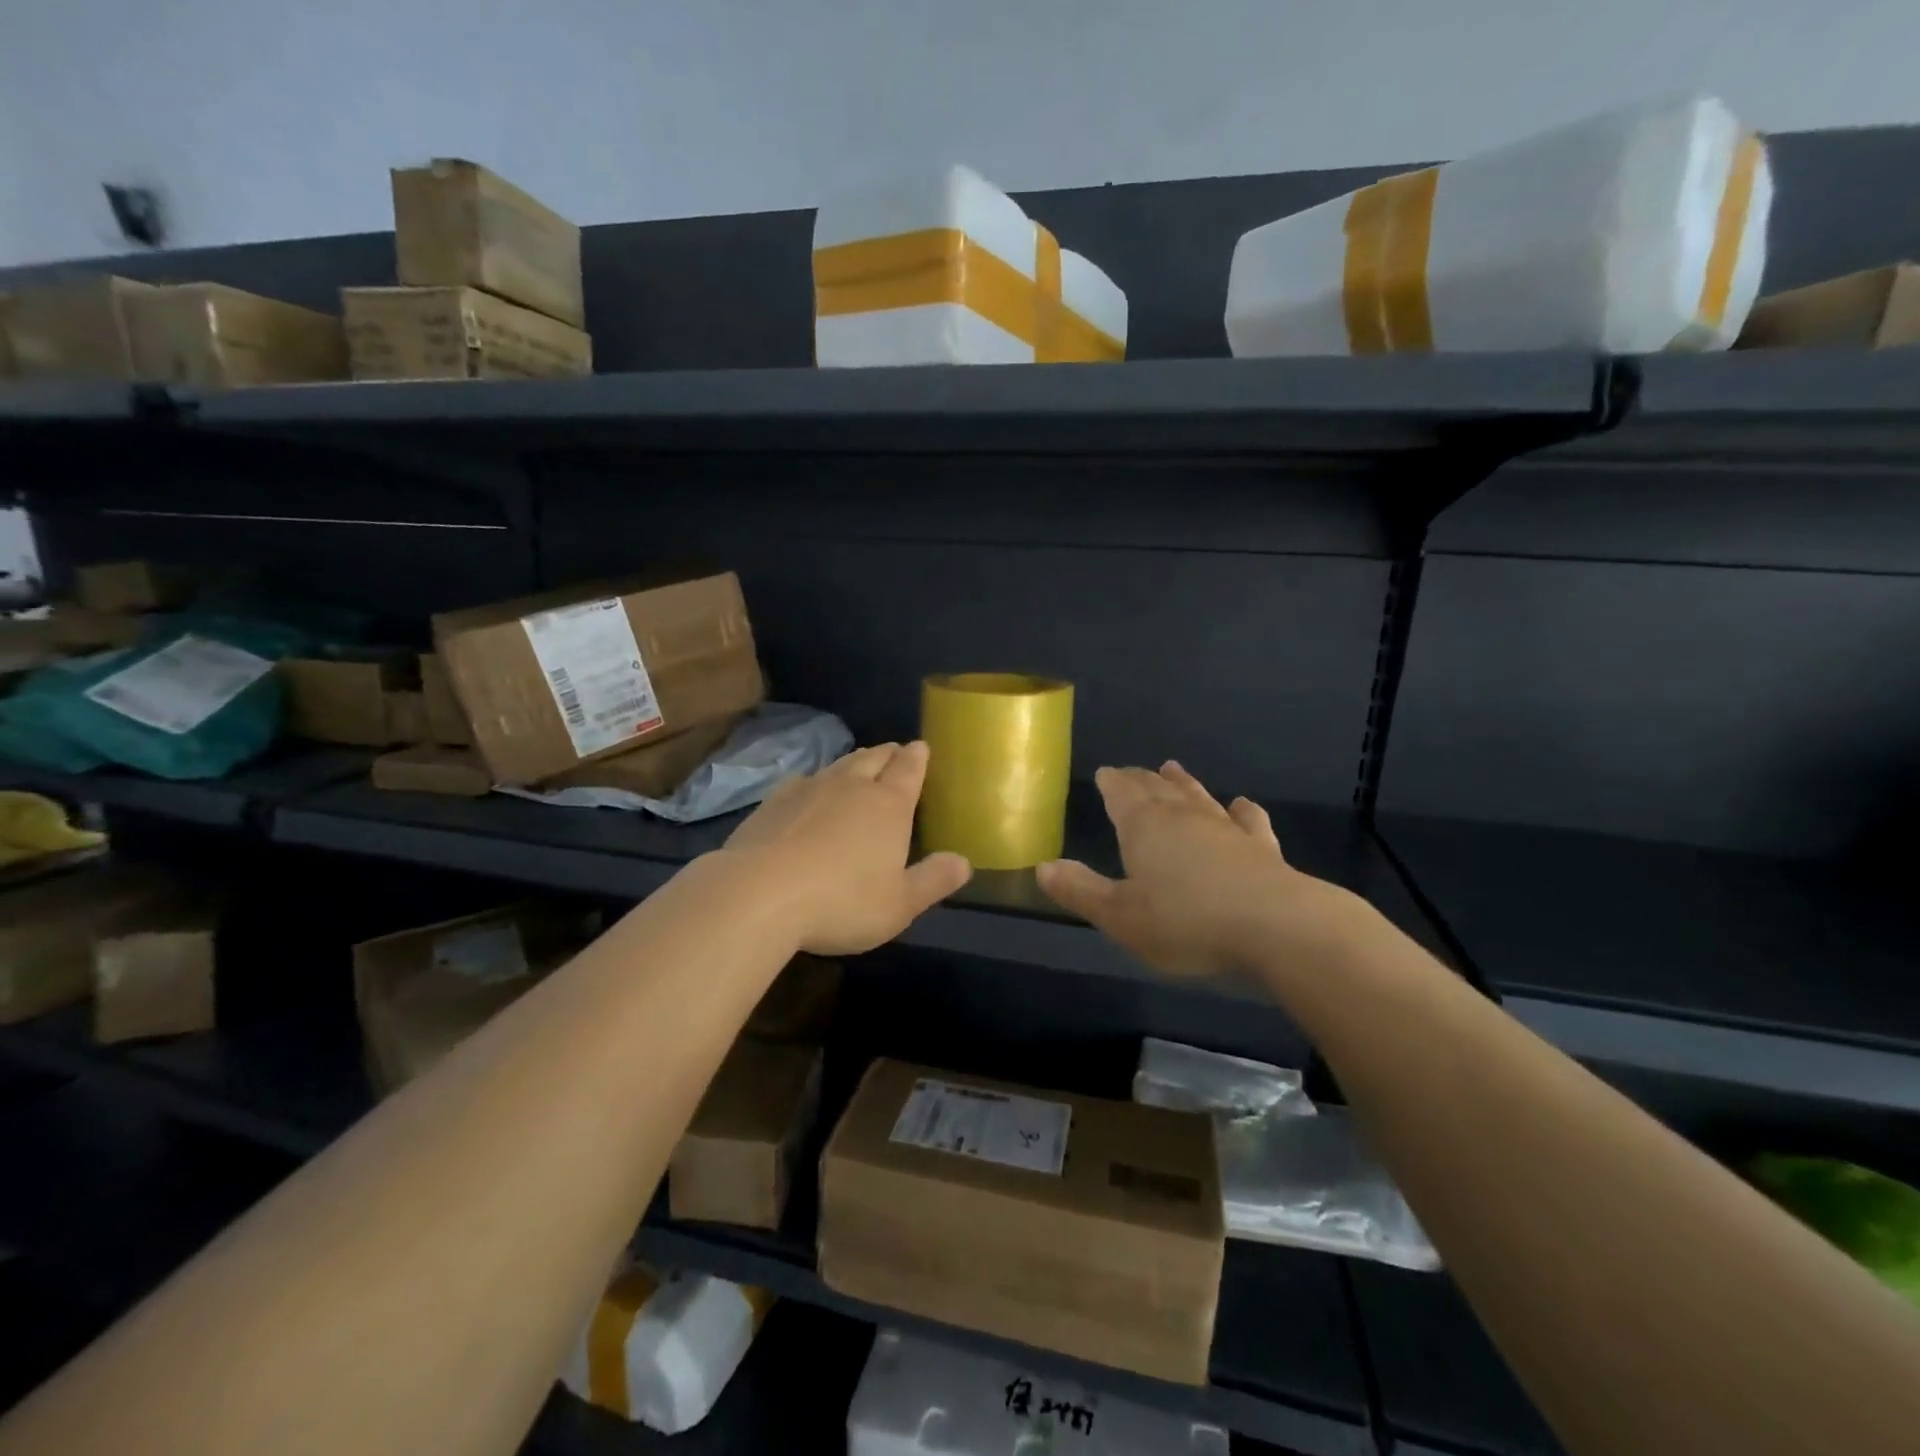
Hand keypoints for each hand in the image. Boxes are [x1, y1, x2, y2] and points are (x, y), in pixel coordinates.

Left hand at [722, 741, 972, 955]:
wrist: (758, 895)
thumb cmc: (842, 902)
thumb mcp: (900, 904)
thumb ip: (933, 880)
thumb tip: (964, 861)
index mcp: (888, 805)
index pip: (909, 769)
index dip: (918, 757)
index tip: (921, 747)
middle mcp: (851, 786)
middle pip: (874, 758)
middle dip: (889, 753)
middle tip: (896, 752)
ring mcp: (808, 789)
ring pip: (839, 765)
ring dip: (854, 763)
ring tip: (860, 766)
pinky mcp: (773, 802)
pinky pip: (804, 781)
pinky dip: (816, 782)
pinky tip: (810, 792)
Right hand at [1037, 762, 1359, 976]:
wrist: (1276, 926)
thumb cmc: (1186, 921)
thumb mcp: (1120, 916)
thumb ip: (1080, 891)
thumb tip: (1042, 866)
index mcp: (1144, 827)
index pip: (1122, 794)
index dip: (1111, 783)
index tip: (1105, 772)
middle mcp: (1183, 817)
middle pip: (1157, 789)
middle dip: (1140, 779)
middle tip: (1130, 770)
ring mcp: (1225, 828)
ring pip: (1197, 796)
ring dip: (1183, 783)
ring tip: (1172, 768)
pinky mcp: (1261, 847)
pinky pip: (1247, 819)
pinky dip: (1240, 809)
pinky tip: (1240, 804)